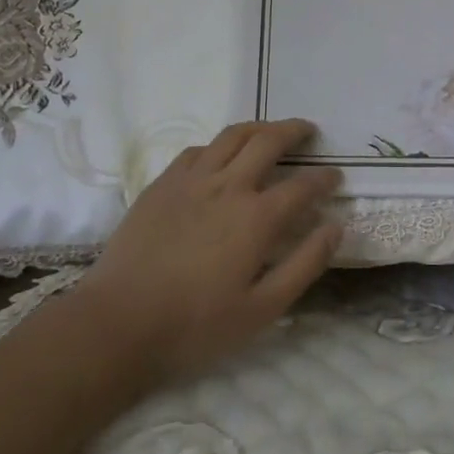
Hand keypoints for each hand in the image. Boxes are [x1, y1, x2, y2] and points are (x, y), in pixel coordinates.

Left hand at [83, 120, 341, 383]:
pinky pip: (198, 150)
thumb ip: (304, 265)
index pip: (303, 185)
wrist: (117, 323)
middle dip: (295, 131)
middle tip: (309, 132)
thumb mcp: (263, 309)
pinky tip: (221, 157)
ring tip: (271, 131)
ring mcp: (191, 180)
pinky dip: (219, 145)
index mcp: (257, 217)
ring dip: (259, 127)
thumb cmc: (195, 325)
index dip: (324, 179)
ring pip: (232, 135)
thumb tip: (334, 227)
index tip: (336, 178)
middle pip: (268, 141)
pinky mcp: (162, 184)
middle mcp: (228, 186)